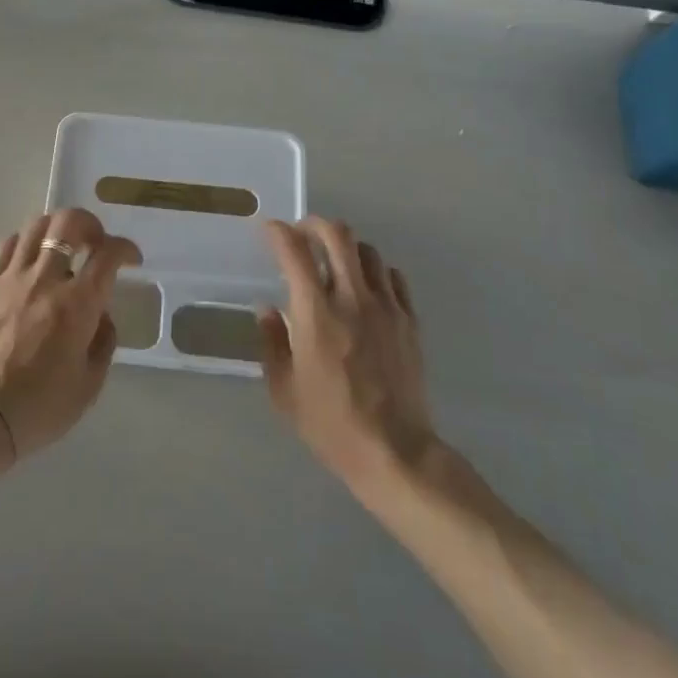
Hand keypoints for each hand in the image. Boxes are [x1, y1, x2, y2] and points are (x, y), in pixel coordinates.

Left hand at [0, 208, 140, 460]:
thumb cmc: (40, 407)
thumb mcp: (90, 384)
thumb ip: (104, 342)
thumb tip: (102, 316)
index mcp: (77, 305)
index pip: (108, 254)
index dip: (125, 248)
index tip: (131, 259)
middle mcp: (45, 280)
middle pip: (69, 223)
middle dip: (90, 224)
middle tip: (96, 242)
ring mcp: (11, 277)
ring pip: (36, 225)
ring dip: (57, 227)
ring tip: (63, 245)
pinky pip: (7, 244)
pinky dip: (26, 241)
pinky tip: (30, 258)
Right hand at [258, 218, 434, 485]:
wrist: (395, 451)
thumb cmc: (330, 423)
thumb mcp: (284, 389)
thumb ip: (272, 342)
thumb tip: (267, 309)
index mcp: (315, 313)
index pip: (295, 252)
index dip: (279, 233)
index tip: (269, 230)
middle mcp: (352, 299)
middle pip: (338, 236)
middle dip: (315, 225)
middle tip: (302, 234)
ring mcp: (386, 308)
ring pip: (368, 251)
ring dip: (346, 247)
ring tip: (334, 261)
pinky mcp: (409, 321)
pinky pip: (393, 277)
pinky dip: (375, 271)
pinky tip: (365, 287)